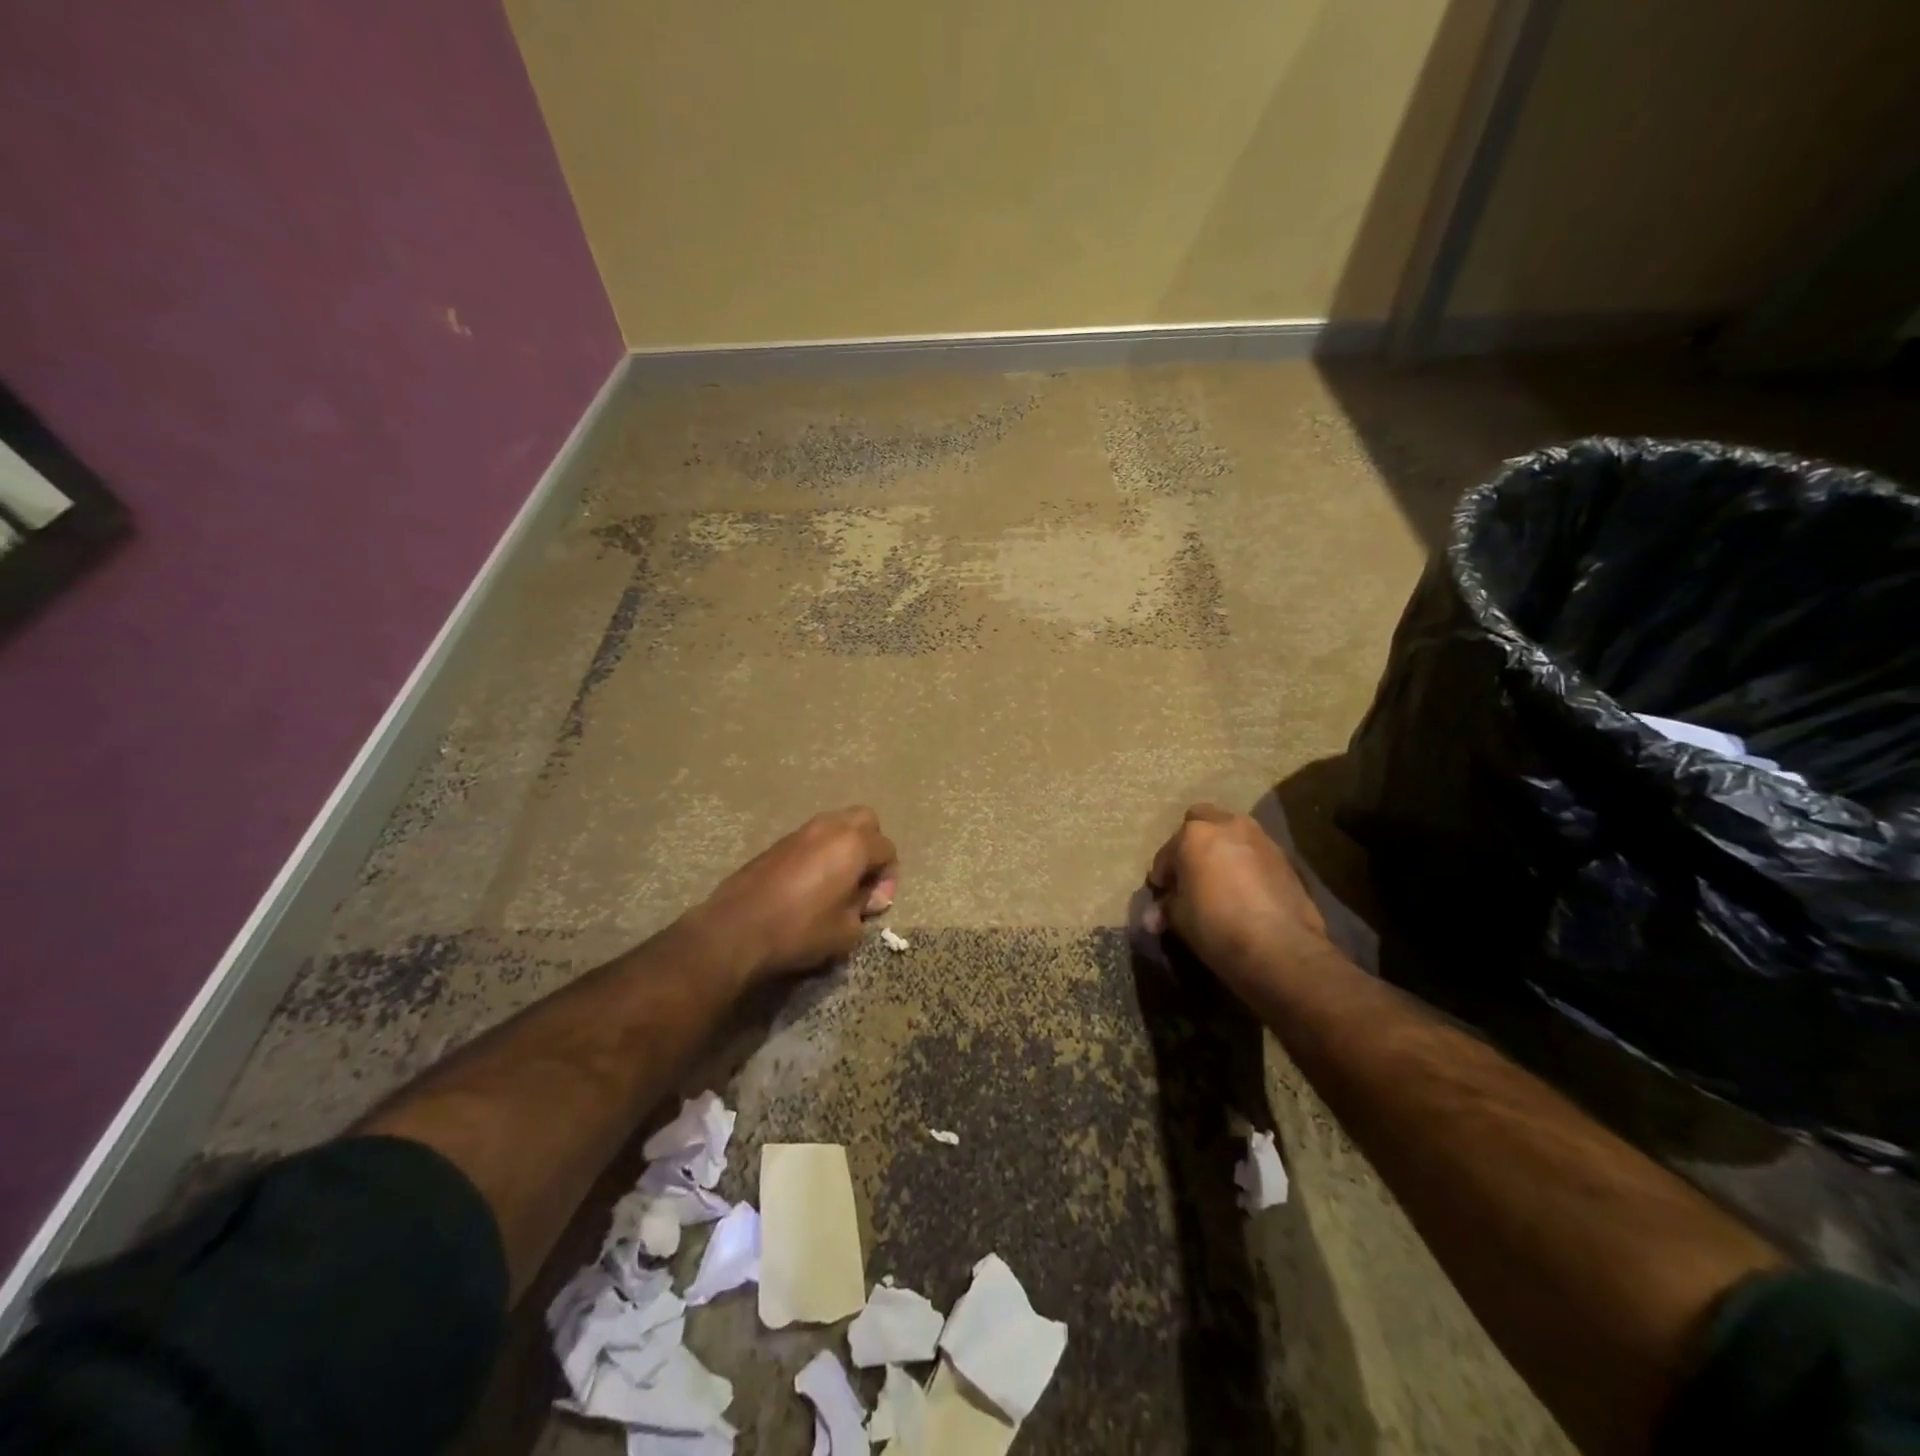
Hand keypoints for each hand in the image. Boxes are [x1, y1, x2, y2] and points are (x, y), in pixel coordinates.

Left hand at [693, 808, 897, 981]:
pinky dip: (820, 852)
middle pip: (865, 820)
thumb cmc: (799, 930)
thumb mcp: (846, 931)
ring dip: (844, 846)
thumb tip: (864, 898)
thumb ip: (863, 908)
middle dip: (871, 846)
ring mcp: (801, 832)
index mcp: (853, 845)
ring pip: (836, 824)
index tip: (873, 905)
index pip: (887, 849)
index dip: (888, 878)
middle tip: (862, 879)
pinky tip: (810, 883)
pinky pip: (812, 838)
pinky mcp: (778, 843)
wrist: (736, 929)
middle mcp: (830, 828)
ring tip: (836, 881)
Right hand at [1144, 804, 1328, 983]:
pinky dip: (1245, 862)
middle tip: (1191, 872)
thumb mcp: (1180, 919)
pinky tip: (1245, 889)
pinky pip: (1254, 852)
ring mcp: (1260, 838)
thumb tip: (1155, 916)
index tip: (1163, 893)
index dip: (1163, 874)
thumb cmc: (1217, 926)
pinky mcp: (1285, 857)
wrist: (1281, 947)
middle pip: (1201, 822)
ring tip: (1220, 879)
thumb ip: (1167, 908)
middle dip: (1192, 844)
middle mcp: (1227, 825)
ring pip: (1232, 833)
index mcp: (1194, 835)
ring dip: (1222, 850)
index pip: (1167, 853)